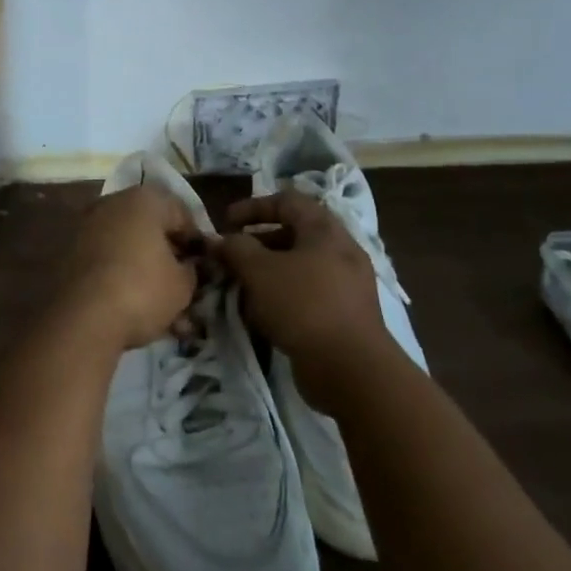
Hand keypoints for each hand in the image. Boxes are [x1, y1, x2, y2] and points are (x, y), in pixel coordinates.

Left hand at [57, 184, 200, 349]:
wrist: (81, 318)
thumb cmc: (142, 290)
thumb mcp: (182, 285)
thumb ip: (191, 270)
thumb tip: (188, 267)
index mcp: (144, 199)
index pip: (182, 214)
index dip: (196, 243)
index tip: (203, 269)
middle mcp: (113, 203)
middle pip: (151, 228)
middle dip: (168, 258)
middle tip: (182, 287)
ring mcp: (88, 226)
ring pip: (128, 248)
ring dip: (146, 273)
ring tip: (161, 311)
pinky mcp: (69, 251)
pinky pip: (106, 260)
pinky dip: (121, 279)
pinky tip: (133, 310)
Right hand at [213, 188, 395, 401]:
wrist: (351, 370)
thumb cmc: (303, 305)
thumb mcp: (259, 270)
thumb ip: (235, 249)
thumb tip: (219, 241)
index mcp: (324, 229)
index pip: (286, 201)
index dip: (253, 206)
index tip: (225, 223)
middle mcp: (340, 251)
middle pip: (292, 235)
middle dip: (256, 244)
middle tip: (230, 259)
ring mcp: (346, 285)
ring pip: (298, 268)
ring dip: (266, 274)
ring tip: (240, 290)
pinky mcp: (344, 315)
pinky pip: (307, 295)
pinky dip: (282, 298)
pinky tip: (261, 316)